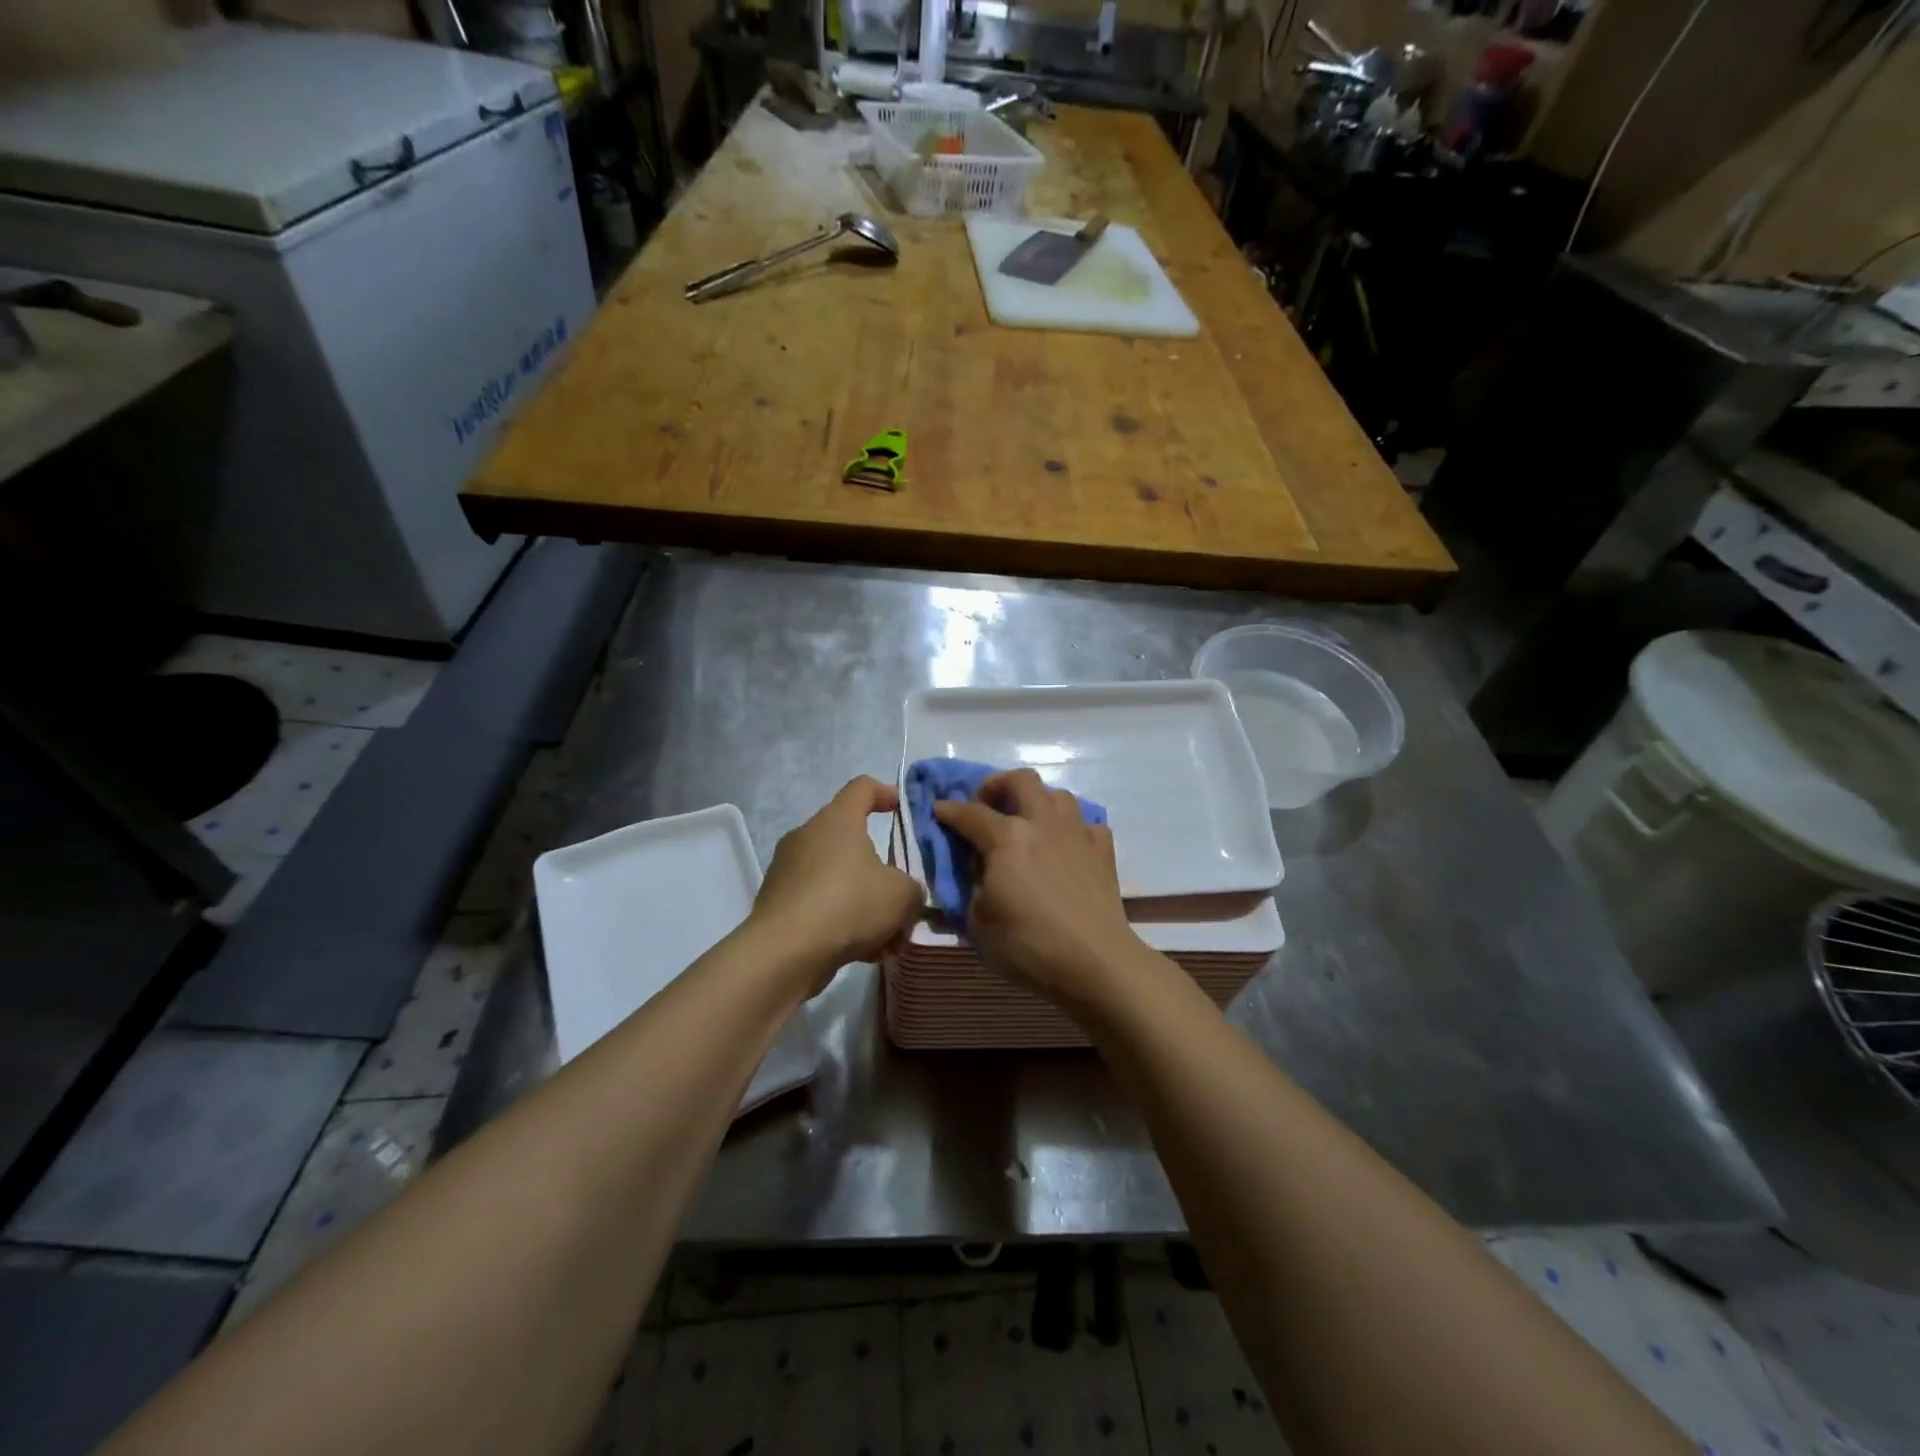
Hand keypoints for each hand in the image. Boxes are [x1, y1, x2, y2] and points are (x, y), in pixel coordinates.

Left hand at [748, 776, 922, 987]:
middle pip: (850, 839)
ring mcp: (787, 869)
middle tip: (901, 893)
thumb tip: (906, 893)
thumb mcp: (902, 895)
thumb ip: (913, 888)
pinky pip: (819, 903)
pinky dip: (841, 921)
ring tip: (887, 936)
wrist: (784, 953)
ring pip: (837, 877)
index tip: (903, 810)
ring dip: (863, 900)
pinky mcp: (777, 903)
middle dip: (880, 867)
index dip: (886, 793)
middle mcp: (807, 836)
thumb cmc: (848, 904)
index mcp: (837, 820)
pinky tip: (862, 951)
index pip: (862, 787)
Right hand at [932, 769, 1153, 1013]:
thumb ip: (972, 886)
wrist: (1094, 962)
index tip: (938, 810)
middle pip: (1020, 780)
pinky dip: (1072, 829)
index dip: (949, 810)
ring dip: (1037, 801)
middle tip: (986, 806)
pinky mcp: (1103, 851)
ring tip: (1028, 823)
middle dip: (996, 785)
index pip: (969, 812)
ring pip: (1058, 794)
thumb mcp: (978, 922)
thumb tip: (978, 868)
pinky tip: (1065, 847)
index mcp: (1006, 838)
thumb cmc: (1028, 945)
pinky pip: (1086, 824)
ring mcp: (1077, 833)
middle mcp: (1042, 823)